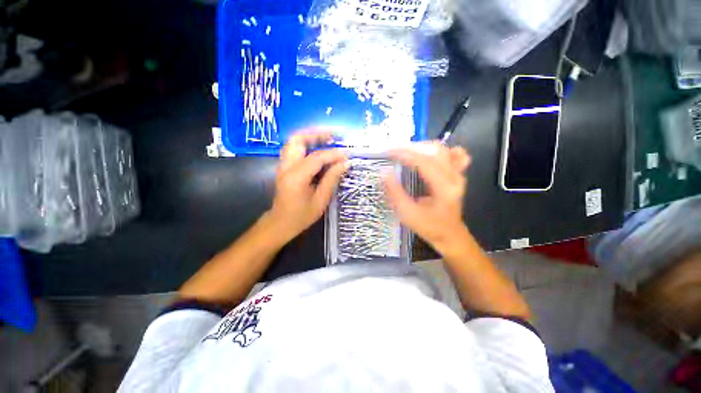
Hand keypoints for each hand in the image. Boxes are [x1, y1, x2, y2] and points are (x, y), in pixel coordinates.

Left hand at [267, 131, 346, 241]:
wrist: (280, 223)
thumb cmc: (301, 216)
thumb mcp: (321, 200)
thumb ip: (332, 179)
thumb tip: (345, 163)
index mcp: (296, 177)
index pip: (316, 158)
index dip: (333, 154)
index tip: (347, 155)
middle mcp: (286, 167)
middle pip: (297, 139)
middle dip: (316, 134)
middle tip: (333, 136)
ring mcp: (283, 166)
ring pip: (294, 142)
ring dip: (311, 137)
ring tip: (328, 139)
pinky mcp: (284, 167)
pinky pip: (294, 149)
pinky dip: (307, 145)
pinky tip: (319, 150)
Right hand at [384, 143, 471, 251]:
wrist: (450, 235)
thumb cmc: (429, 227)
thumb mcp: (408, 214)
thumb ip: (396, 193)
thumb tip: (384, 173)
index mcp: (444, 188)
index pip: (424, 162)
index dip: (405, 154)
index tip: (388, 152)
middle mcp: (455, 177)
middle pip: (435, 150)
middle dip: (411, 147)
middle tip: (394, 151)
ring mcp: (459, 174)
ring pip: (442, 149)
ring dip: (421, 147)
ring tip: (405, 151)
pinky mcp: (457, 174)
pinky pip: (453, 154)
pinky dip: (438, 151)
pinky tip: (426, 154)